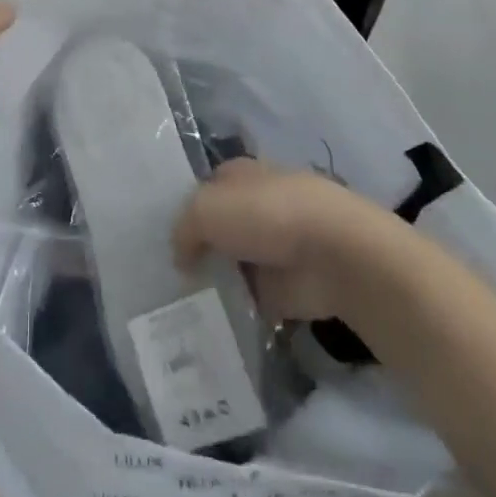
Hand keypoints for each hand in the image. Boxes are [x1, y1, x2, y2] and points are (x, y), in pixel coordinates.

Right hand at [173, 158, 383, 322]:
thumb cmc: (266, 215)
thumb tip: (181, 257)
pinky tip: (210, 322)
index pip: (205, 187)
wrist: (333, 255)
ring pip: (233, 263)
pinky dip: (236, 309)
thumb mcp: (206, 209)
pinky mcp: (287, 288)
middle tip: (165, 274)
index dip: (185, 208)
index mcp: (240, 175)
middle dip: (199, 247)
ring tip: (180, 304)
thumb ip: (183, 228)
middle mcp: (256, 206)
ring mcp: (273, 248)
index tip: (162, 235)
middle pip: (219, 227)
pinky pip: (251, 299)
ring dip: (216, 281)